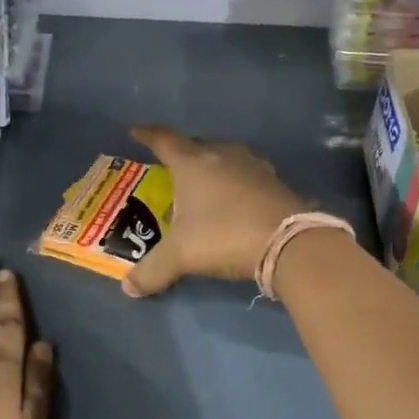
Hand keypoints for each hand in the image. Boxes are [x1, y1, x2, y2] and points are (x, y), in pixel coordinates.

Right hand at [123, 125, 308, 297]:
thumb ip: (152, 271)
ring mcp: (253, 166)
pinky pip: (247, 174)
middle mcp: (223, 154)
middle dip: (182, 152)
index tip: (136, 130)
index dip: (147, 135)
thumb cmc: (224, 235)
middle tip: (171, 165)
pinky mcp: (275, 181)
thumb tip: (129, 288)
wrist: (289, 241)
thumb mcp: (181, 256)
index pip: (164, 140)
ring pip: (226, 156)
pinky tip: (236, 197)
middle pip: (197, 145)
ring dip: (213, 165)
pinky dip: (236, 181)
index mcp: (193, 163)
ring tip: (204, 180)